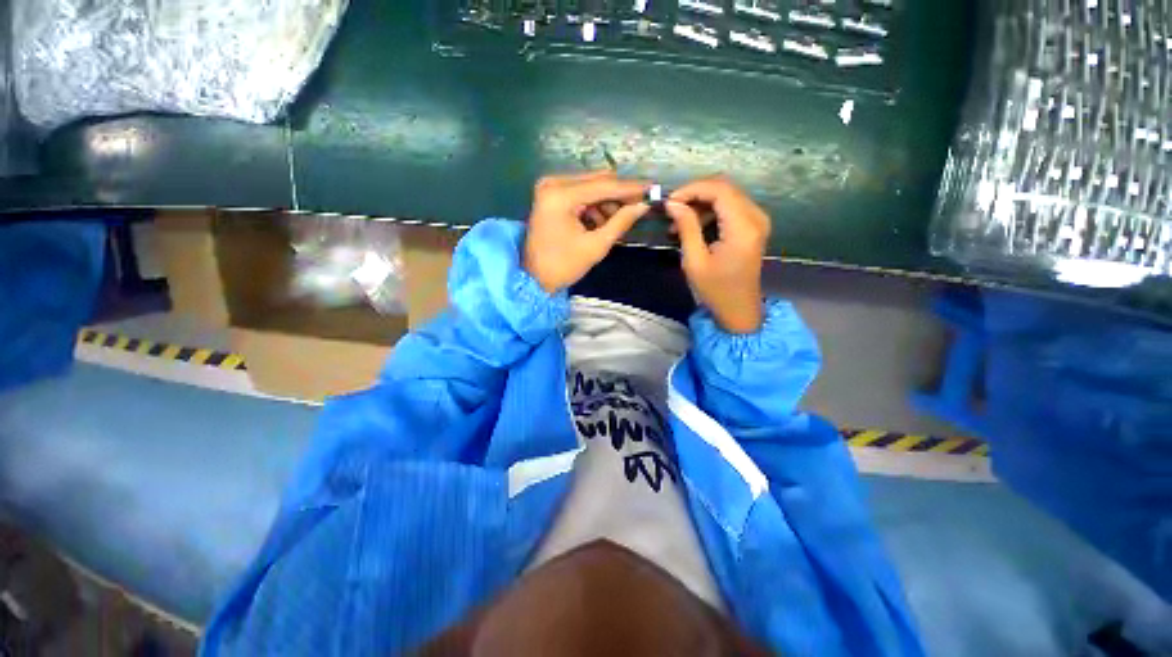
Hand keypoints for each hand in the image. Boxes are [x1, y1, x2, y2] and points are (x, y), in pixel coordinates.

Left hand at [524, 171, 649, 292]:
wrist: (534, 278)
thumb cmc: (563, 266)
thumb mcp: (596, 246)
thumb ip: (621, 222)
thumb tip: (643, 206)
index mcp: (561, 195)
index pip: (603, 186)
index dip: (630, 189)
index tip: (652, 188)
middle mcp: (553, 183)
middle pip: (597, 181)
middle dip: (618, 194)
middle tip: (638, 206)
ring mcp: (549, 187)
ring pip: (589, 186)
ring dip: (606, 202)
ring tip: (615, 222)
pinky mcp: (549, 195)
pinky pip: (579, 193)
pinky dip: (593, 205)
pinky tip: (600, 222)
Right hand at [665, 176, 769, 333]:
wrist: (739, 309)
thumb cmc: (715, 290)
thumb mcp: (695, 261)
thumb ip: (686, 227)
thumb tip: (673, 203)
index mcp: (743, 227)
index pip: (719, 190)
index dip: (692, 189)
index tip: (669, 201)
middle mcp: (756, 217)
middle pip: (725, 188)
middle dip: (695, 194)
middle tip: (672, 209)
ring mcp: (757, 221)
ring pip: (727, 196)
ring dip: (701, 204)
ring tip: (678, 224)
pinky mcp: (753, 227)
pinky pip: (730, 208)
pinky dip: (710, 213)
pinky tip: (693, 227)